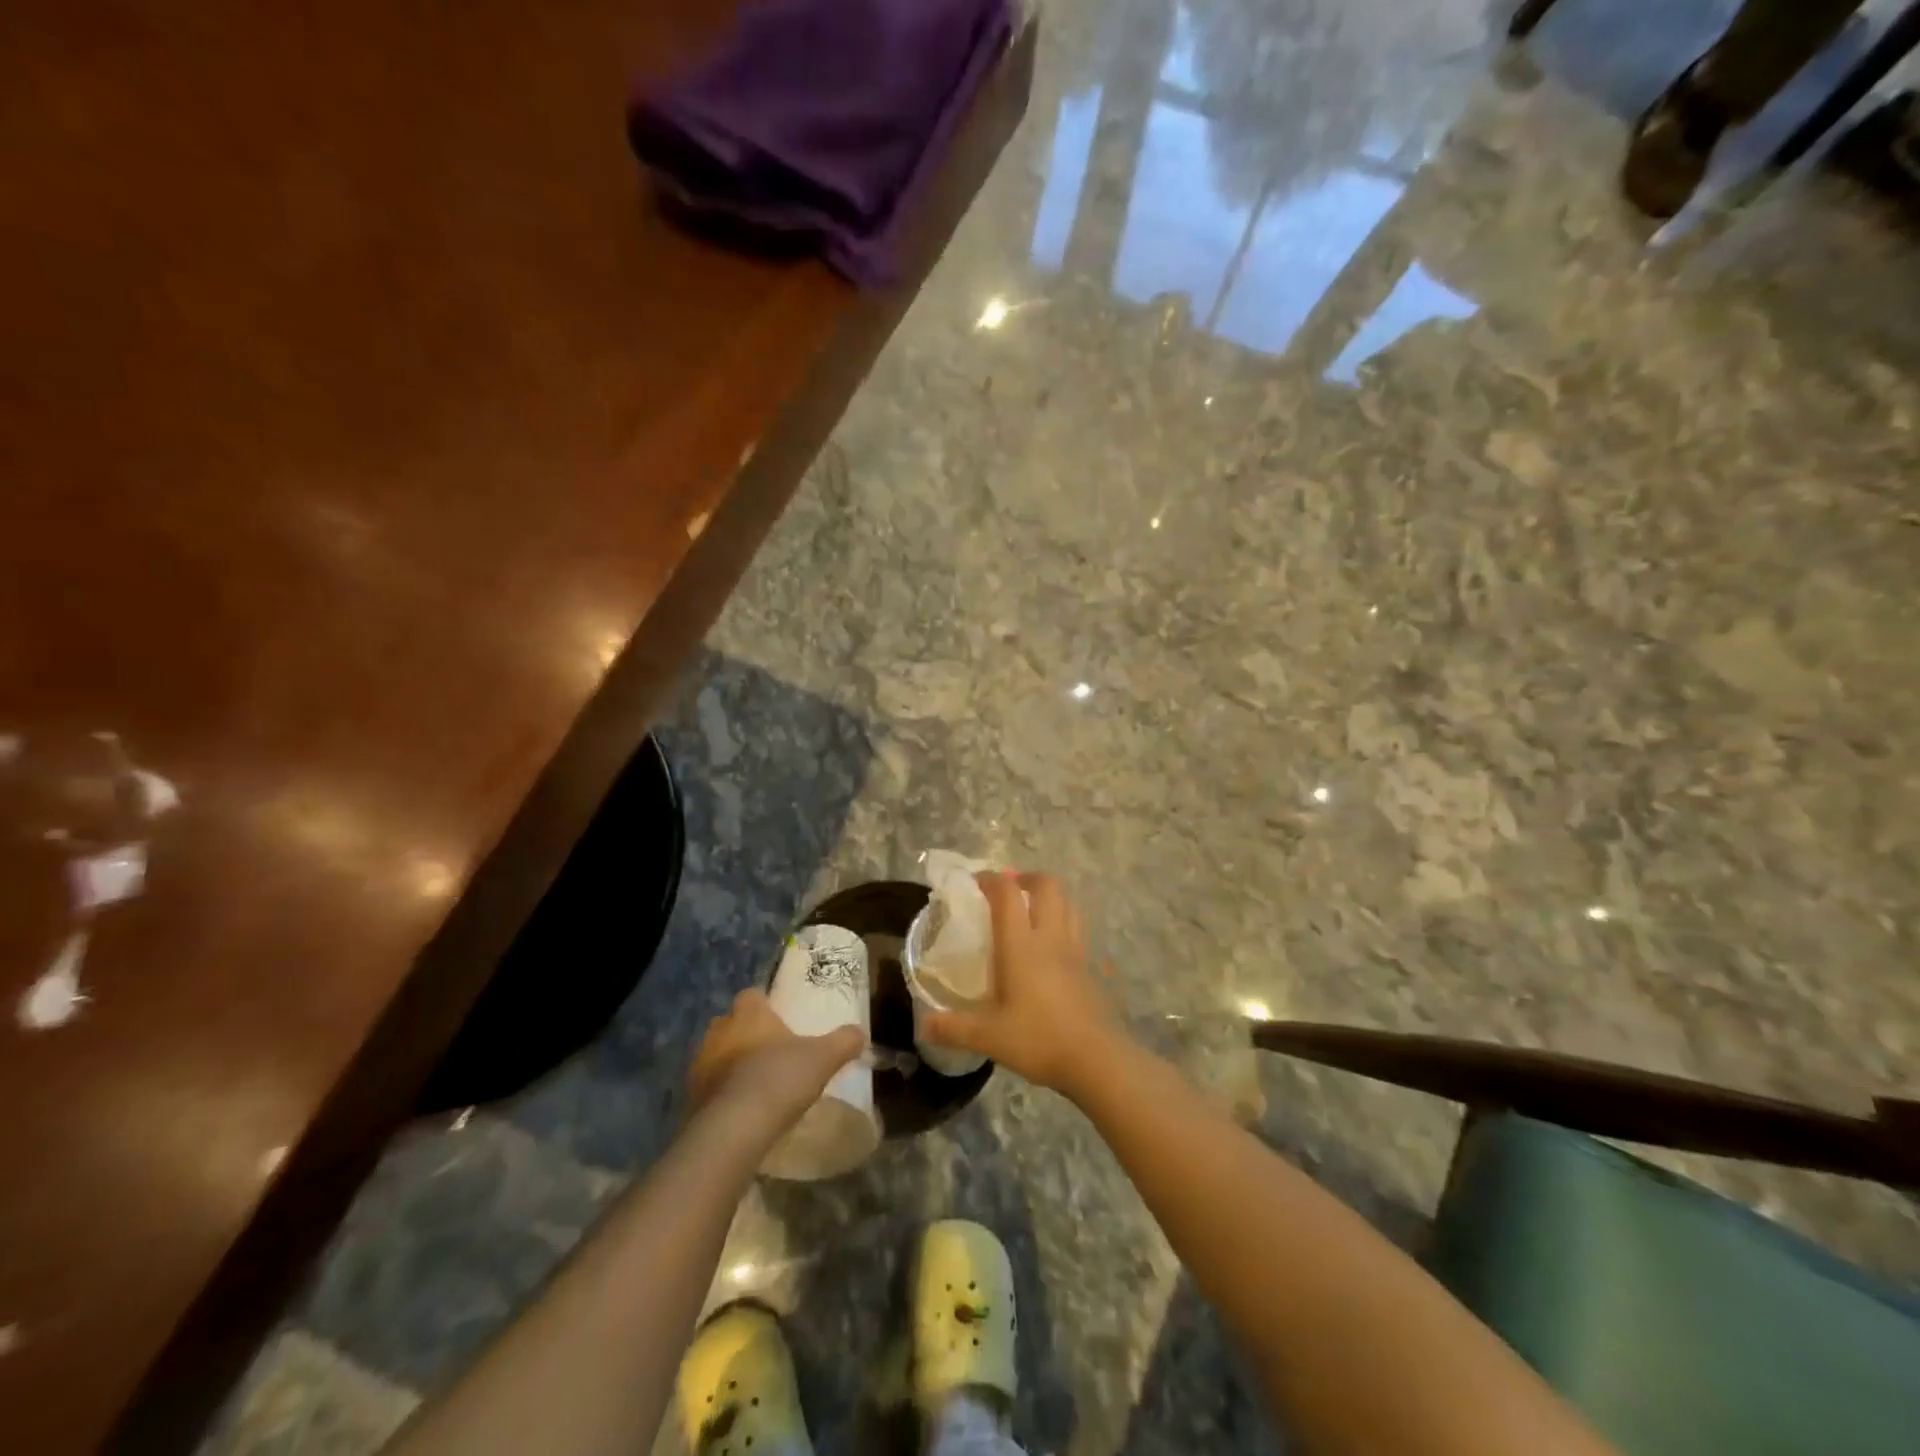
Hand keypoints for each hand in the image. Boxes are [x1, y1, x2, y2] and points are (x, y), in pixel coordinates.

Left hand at [689, 988, 865, 1126]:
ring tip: (755, 1084)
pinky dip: (721, 1093)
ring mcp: (699, 1064)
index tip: (779, 1020)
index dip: (764, 1005)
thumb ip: (843, 1042)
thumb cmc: (779, 1078)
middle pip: (730, 1023)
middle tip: (769, 1052)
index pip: (751, 995)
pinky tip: (741, 1109)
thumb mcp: (823, 1058)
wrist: (733, 1128)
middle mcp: (719, 1031)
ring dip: (731, 1064)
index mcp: (749, 1014)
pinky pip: (708, 1087)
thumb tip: (860, 1033)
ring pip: (716, 1054)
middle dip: (746, 1034)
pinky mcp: (690, 1097)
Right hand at [922, 870, 1124, 1097]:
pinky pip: (1078, 931)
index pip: (1007, 893)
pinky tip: (1053, 949)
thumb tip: (923, 1025)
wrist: (1098, 1060)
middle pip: (1047, 885)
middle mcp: (1051, 938)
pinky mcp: (1092, 968)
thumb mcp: (989, 1037)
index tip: (975, 883)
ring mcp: (1076, 951)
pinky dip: (1065, 924)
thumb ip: (953, 1028)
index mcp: (1021, 945)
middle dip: (1027, 878)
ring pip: (1069, 903)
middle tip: (1009, 890)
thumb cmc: (1039, 1040)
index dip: (990, 879)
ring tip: (1033, 910)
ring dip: (1050, 897)